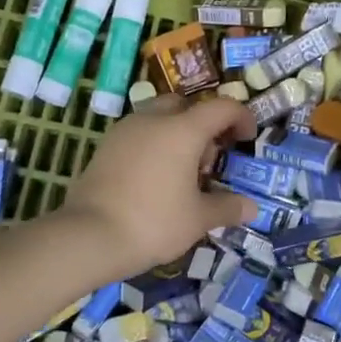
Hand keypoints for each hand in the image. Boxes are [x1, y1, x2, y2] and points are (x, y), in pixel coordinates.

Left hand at [62, 94, 256, 278]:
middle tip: (209, 158)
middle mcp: (153, 120)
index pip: (222, 108)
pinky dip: (154, 145)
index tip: (248, 139)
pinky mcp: (105, 146)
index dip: (241, 118)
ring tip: (182, 172)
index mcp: (183, 130)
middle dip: (204, 124)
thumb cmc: (154, 222)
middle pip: (186, 105)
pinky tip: (154, 178)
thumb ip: (227, 207)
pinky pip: (139, 134)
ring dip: (177, 133)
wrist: (89, 235)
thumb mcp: (198, 219)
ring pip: (159, 117)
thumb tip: (251, 207)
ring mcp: (125, 130)